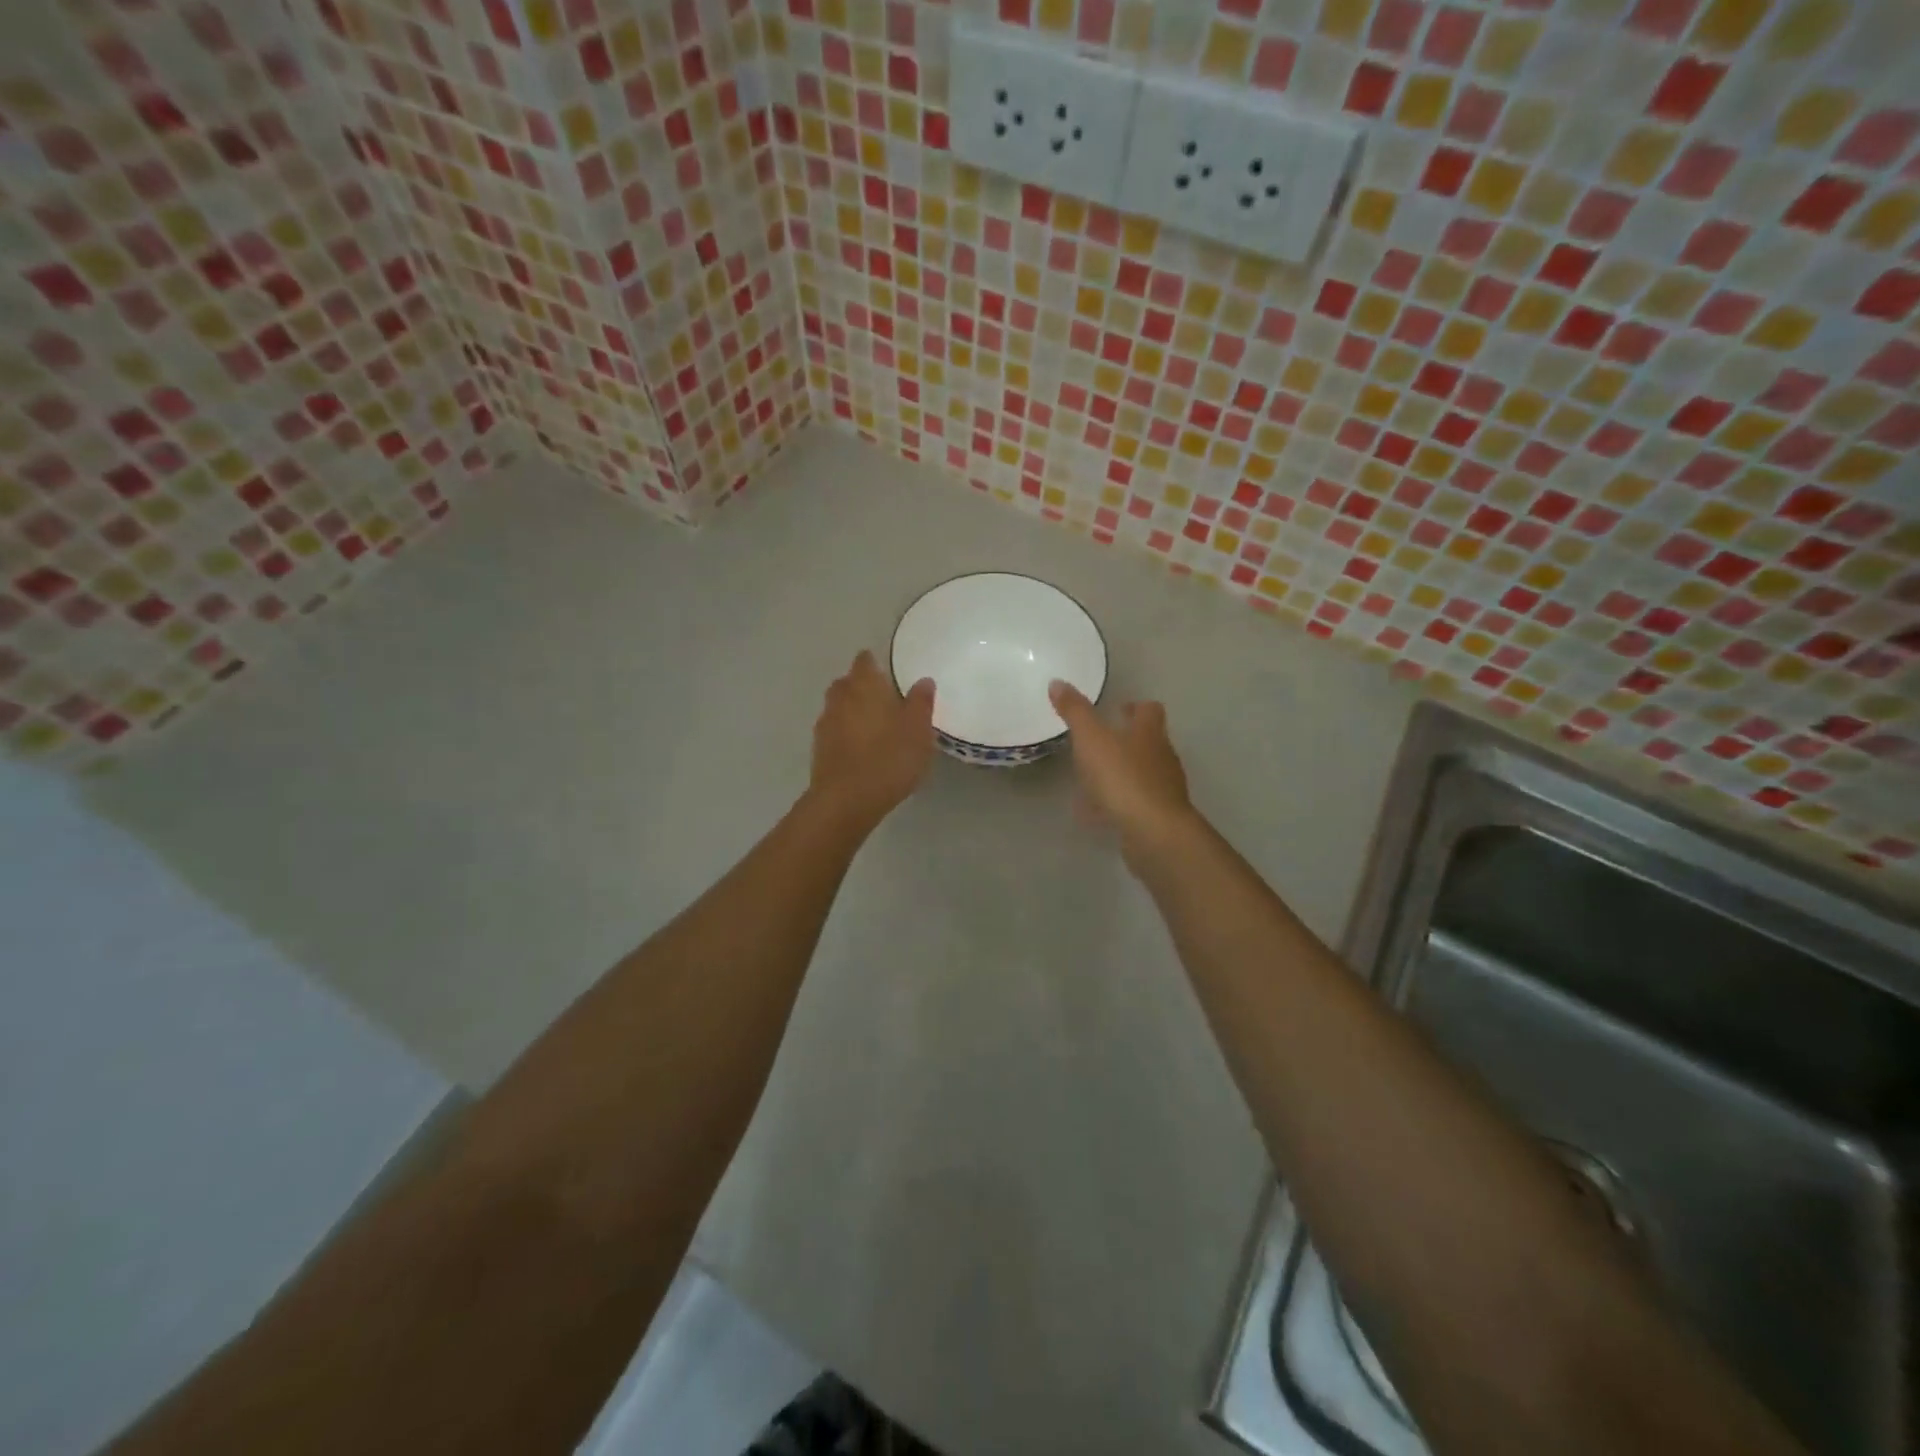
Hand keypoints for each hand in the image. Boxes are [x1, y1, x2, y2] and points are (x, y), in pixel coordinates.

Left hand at [808, 650, 935, 830]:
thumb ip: (921, 702)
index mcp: (865, 685)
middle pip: (848, 682)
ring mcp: (825, 723)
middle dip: (863, 687)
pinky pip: (834, 731)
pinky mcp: (819, 748)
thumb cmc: (889, 758)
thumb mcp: (918, 730)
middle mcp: (840, 697)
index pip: (865, 660)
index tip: (889, 672)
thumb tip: (923, 681)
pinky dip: (846, 733)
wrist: (847, 800)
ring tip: (875, 726)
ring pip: (839, 706)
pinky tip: (861, 749)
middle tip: (885, 700)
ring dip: (853, 711)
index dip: (875, 663)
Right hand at [1048, 680, 1193, 857]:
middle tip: (1099, 743)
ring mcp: (1163, 789)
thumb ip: (1074, 712)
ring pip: (1142, 773)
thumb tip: (1058, 682)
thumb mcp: (1091, 739)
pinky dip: (1117, 804)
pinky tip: (1095, 814)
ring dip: (1121, 772)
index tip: (1118, 709)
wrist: (1153, 832)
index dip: (1135, 707)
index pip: (1149, 710)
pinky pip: (1134, 803)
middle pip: (1149, 741)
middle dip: (1127, 740)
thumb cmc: (1123, 777)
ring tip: (1093, 779)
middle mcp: (1162, 757)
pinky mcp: (1158, 817)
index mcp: (1149, 733)